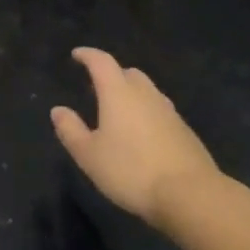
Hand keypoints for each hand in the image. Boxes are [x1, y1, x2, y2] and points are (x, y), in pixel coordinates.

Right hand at [51, 49, 220, 228]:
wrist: (191, 195)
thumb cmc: (131, 171)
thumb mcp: (89, 155)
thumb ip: (71, 130)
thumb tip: (58, 110)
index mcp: (119, 93)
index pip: (102, 62)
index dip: (88, 55)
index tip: (77, 55)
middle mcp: (146, 95)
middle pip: (128, 73)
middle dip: (112, 74)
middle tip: (98, 86)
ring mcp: (169, 112)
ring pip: (148, 92)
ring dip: (132, 94)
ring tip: (120, 111)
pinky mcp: (185, 131)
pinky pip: (161, 111)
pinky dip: (147, 113)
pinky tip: (142, 135)